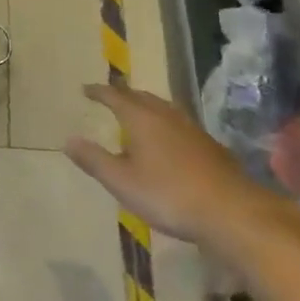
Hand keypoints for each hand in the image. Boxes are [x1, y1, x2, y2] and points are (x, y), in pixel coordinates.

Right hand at [65, 82, 298, 255]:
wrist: (231, 211)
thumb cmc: (169, 195)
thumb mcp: (122, 182)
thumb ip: (95, 160)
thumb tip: (68, 140)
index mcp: (141, 119)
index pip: (115, 96)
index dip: (99, 92)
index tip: (85, 89)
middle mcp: (165, 115)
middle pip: (141, 97)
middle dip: (123, 94)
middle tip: (110, 97)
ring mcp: (191, 128)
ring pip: (162, 107)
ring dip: (146, 105)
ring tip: (137, 112)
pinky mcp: (209, 145)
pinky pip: (178, 123)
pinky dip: (164, 122)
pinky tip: (168, 138)